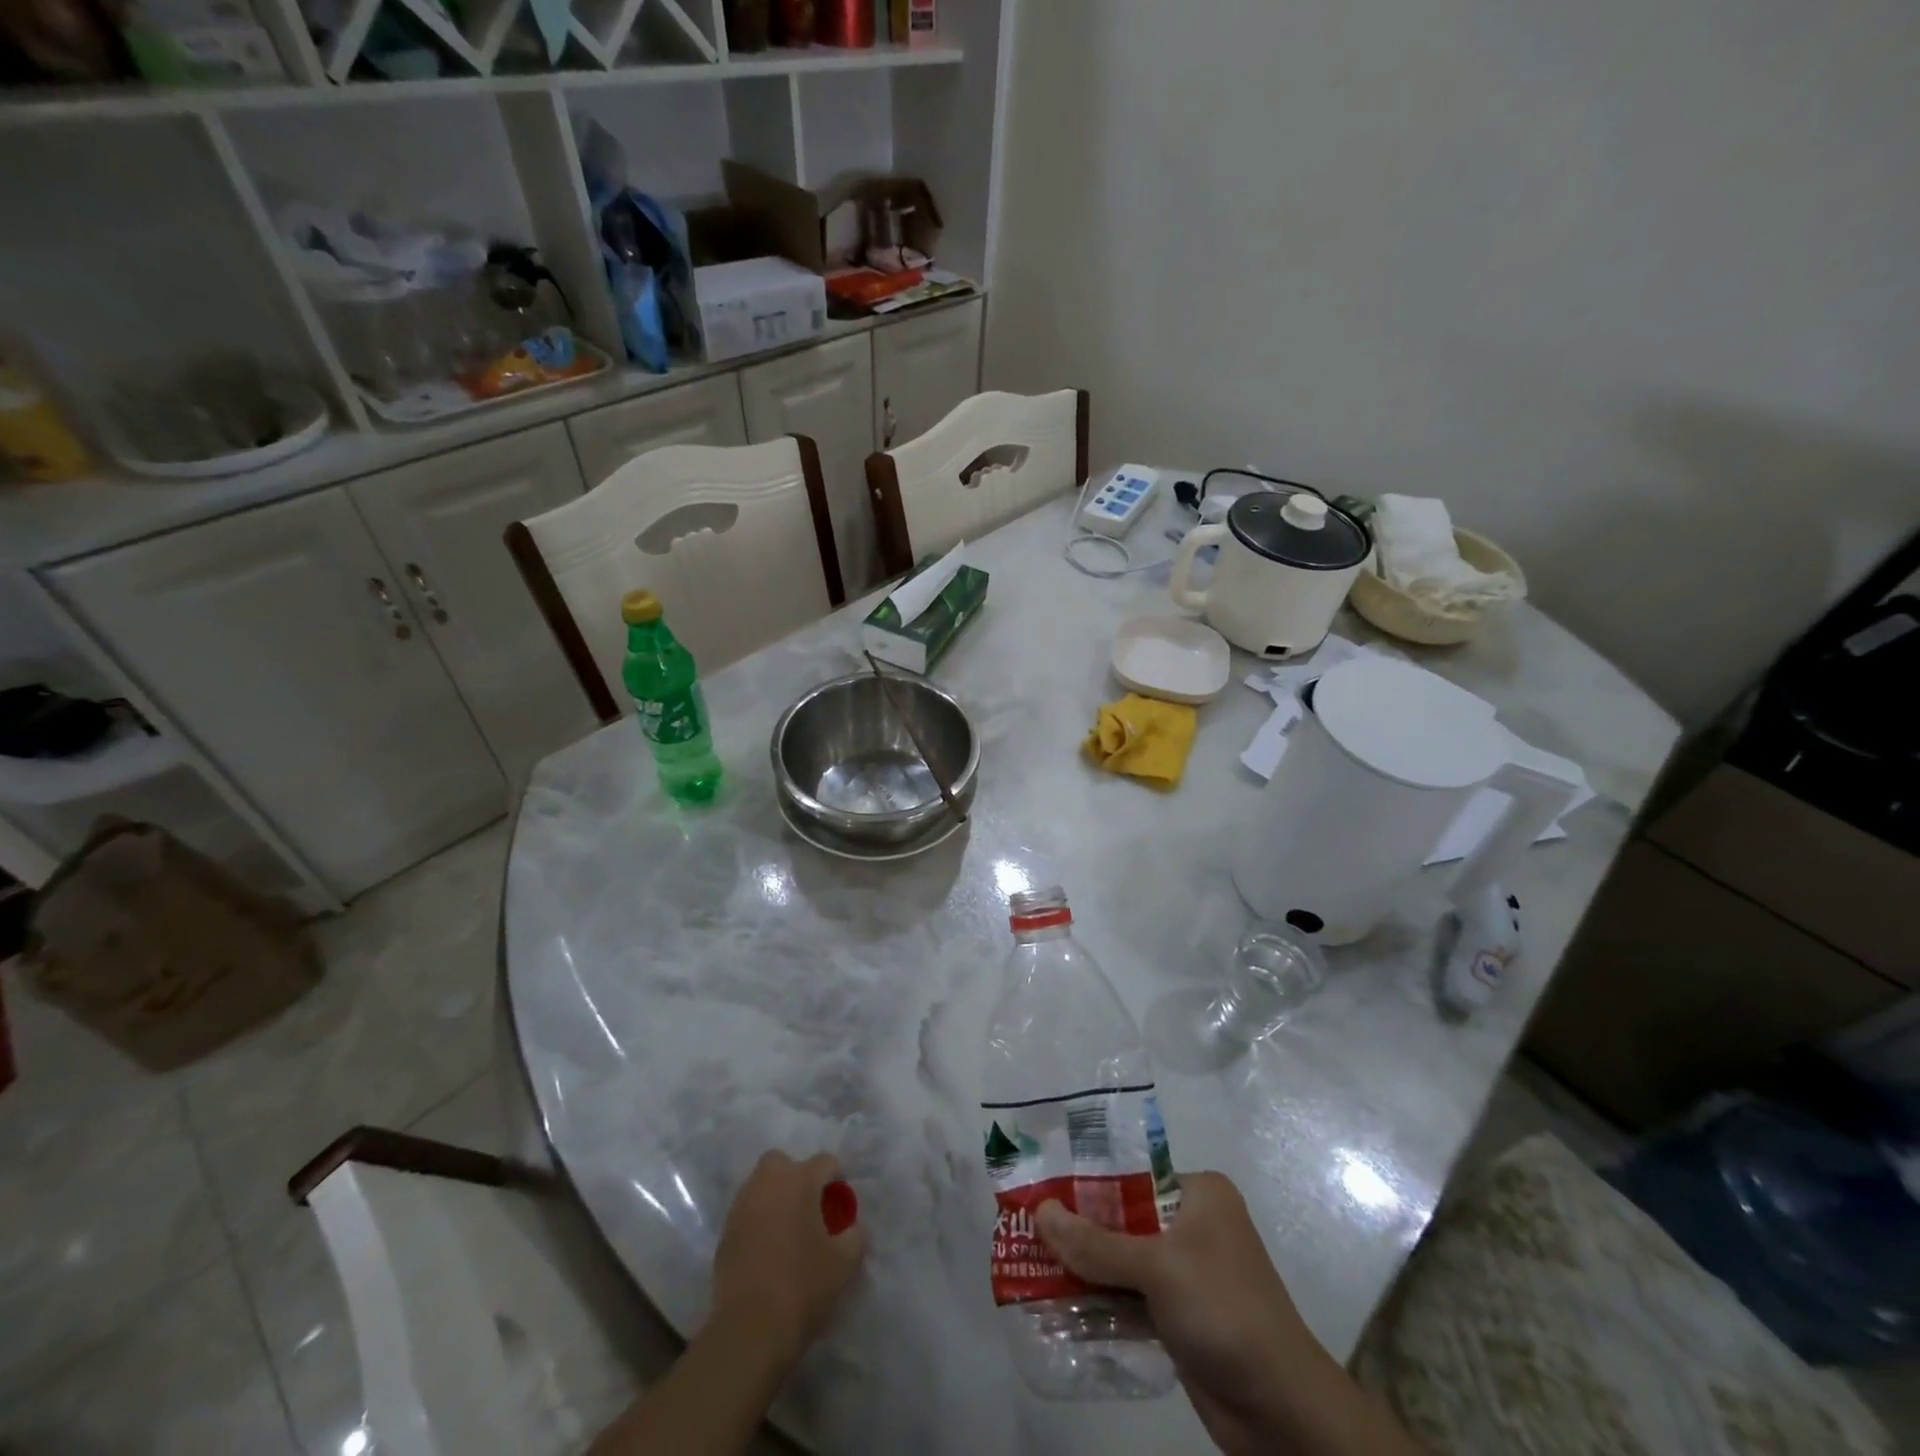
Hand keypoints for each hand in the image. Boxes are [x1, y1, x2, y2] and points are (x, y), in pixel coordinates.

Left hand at [709, 1151, 866, 1363]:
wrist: (749, 1329)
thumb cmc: (803, 1286)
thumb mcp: (845, 1263)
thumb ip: (855, 1235)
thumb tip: (852, 1227)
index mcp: (800, 1181)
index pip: (825, 1161)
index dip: (837, 1177)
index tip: (840, 1203)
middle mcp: (768, 1183)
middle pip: (783, 1162)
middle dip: (796, 1176)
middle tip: (808, 1206)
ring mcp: (742, 1206)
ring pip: (760, 1185)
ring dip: (774, 1197)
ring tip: (787, 1228)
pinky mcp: (724, 1233)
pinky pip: (746, 1213)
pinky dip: (757, 1220)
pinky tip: (766, 1248)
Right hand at [1038, 1172, 1340, 1454]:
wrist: (1283, 1410)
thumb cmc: (1224, 1310)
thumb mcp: (1158, 1267)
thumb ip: (1096, 1243)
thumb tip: (1039, 1211)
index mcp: (1198, 1194)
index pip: (1131, 1172)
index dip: (1086, 1180)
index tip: (1041, 1185)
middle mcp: (1193, 1225)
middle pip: (1123, 1218)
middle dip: (1079, 1228)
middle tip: (1027, 1226)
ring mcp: (1187, 1273)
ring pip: (1122, 1261)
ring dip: (1085, 1269)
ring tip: (1029, 1263)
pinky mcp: (1180, 1317)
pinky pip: (1130, 1298)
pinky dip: (1100, 1302)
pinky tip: (1058, 1304)